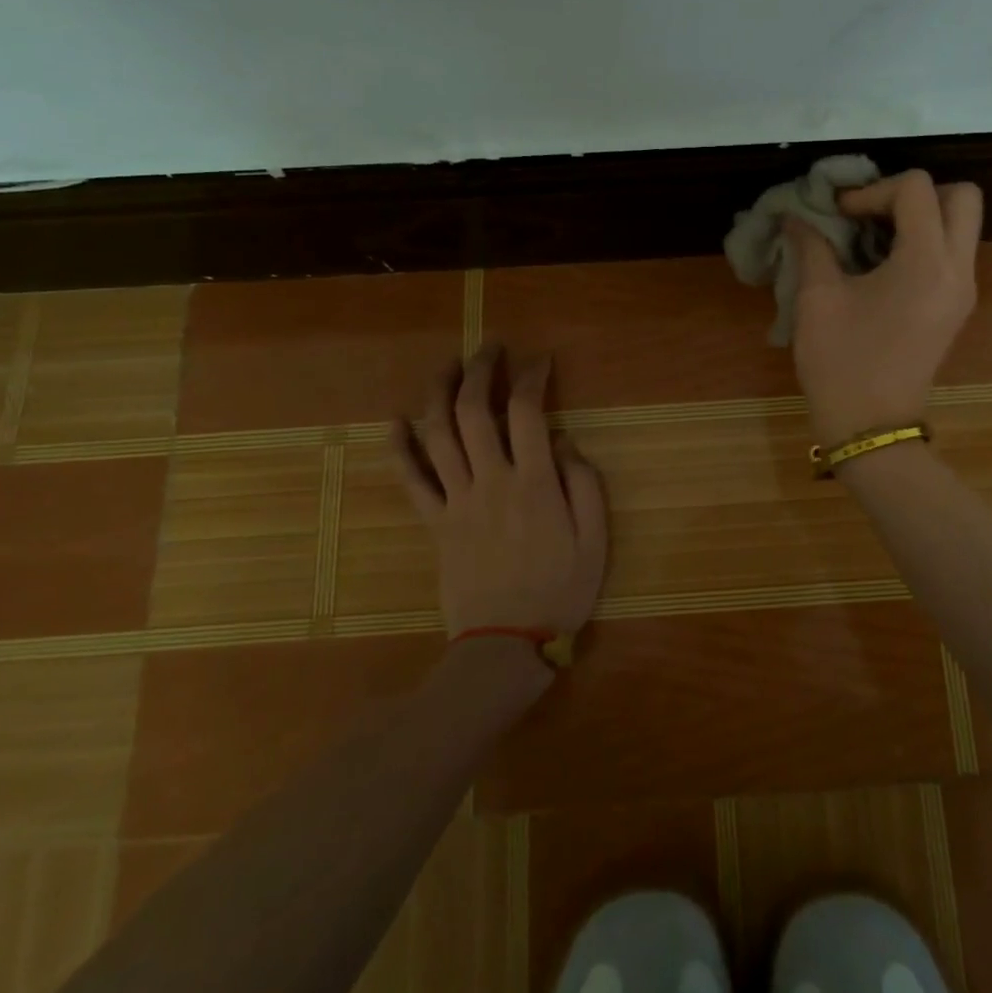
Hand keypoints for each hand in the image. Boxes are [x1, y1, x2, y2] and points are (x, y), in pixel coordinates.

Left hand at [394, 346, 607, 641]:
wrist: (507, 644)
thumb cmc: (561, 590)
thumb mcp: (596, 540)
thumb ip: (584, 485)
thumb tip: (564, 443)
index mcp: (535, 483)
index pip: (528, 412)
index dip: (532, 377)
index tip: (540, 360)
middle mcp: (491, 481)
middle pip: (474, 411)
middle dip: (480, 371)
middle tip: (489, 348)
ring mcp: (456, 501)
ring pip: (437, 435)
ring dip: (438, 393)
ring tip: (447, 366)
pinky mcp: (434, 523)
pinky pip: (410, 480)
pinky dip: (399, 448)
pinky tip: (396, 422)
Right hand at [784, 169, 982, 443]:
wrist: (871, 427)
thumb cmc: (841, 362)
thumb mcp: (817, 299)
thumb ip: (811, 247)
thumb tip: (795, 217)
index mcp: (926, 261)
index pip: (916, 188)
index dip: (872, 189)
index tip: (839, 214)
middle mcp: (958, 269)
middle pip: (961, 196)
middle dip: (914, 193)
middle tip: (872, 214)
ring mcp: (963, 290)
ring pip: (961, 225)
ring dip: (921, 217)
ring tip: (872, 237)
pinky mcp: (957, 308)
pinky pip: (952, 253)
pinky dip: (923, 243)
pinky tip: (881, 264)